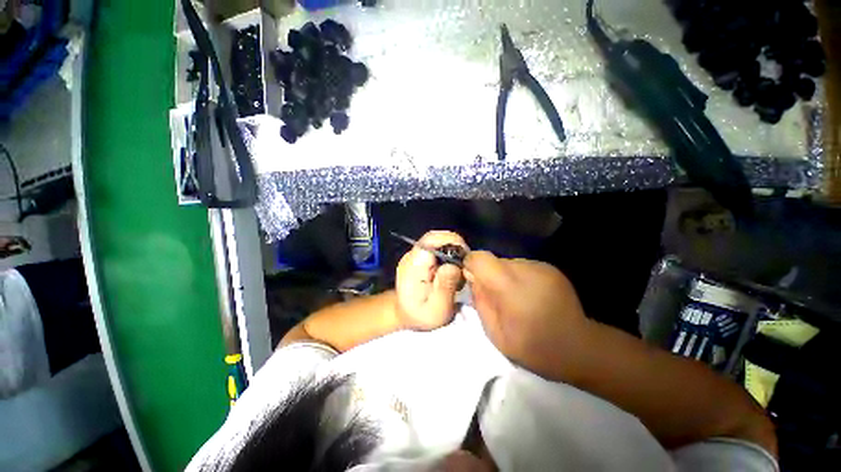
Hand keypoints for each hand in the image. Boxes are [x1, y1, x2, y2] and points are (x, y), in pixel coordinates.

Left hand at [395, 231, 467, 330]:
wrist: (404, 314)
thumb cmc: (421, 315)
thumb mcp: (437, 309)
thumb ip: (445, 287)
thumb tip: (454, 265)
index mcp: (414, 265)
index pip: (431, 240)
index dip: (451, 242)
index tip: (465, 257)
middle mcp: (413, 255)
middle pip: (436, 237)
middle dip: (455, 246)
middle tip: (466, 265)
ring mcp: (416, 254)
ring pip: (438, 241)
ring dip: (454, 251)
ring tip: (460, 270)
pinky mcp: (421, 257)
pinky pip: (438, 248)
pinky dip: (449, 255)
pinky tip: (452, 271)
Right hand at [463, 251, 589, 375]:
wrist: (579, 349)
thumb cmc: (533, 347)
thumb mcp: (495, 332)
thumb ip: (480, 301)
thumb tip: (473, 279)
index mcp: (509, 286)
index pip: (480, 258)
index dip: (471, 264)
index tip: (471, 278)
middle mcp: (525, 269)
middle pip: (495, 260)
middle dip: (489, 275)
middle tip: (496, 297)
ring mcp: (540, 267)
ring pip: (509, 263)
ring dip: (505, 277)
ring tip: (515, 298)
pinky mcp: (550, 268)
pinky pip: (524, 267)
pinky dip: (519, 277)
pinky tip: (530, 295)